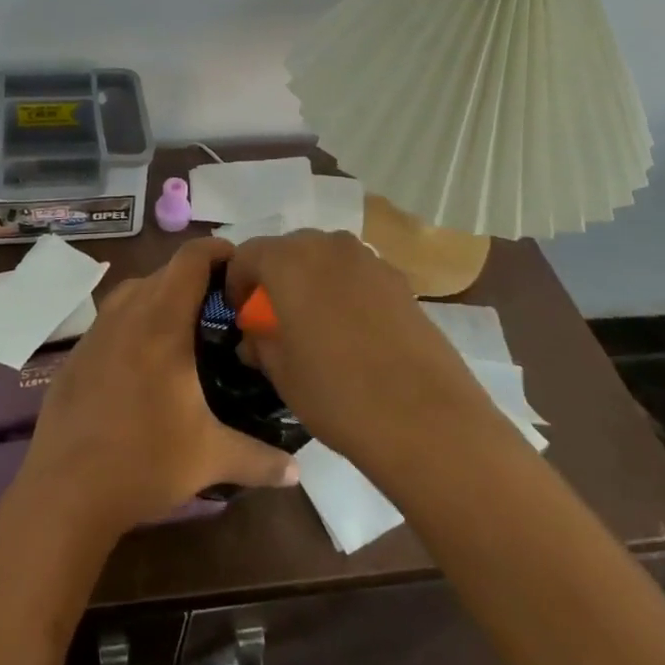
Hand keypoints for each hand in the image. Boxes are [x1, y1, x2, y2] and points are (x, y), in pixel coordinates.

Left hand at [20, 236, 300, 536]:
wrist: (65, 491)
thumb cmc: (144, 462)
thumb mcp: (210, 457)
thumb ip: (259, 458)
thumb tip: (298, 471)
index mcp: (162, 321)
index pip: (192, 258)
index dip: (218, 250)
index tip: (241, 265)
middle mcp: (127, 312)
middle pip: (165, 272)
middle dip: (196, 279)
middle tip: (225, 306)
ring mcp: (97, 330)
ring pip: (135, 291)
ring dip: (162, 297)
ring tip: (188, 328)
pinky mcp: (78, 352)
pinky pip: (113, 318)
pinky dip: (135, 321)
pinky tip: (146, 360)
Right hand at [226, 231, 491, 475]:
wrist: (427, 419)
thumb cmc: (337, 394)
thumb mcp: (281, 374)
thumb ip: (260, 343)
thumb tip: (255, 335)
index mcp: (288, 260)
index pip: (247, 254)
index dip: (237, 283)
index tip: (241, 315)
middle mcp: (327, 245)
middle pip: (288, 249)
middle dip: (275, 278)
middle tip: (275, 319)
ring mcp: (368, 259)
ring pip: (325, 258)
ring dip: (312, 280)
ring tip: (316, 324)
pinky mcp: (400, 279)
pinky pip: (357, 274)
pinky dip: (345, 290)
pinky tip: (354, 332)